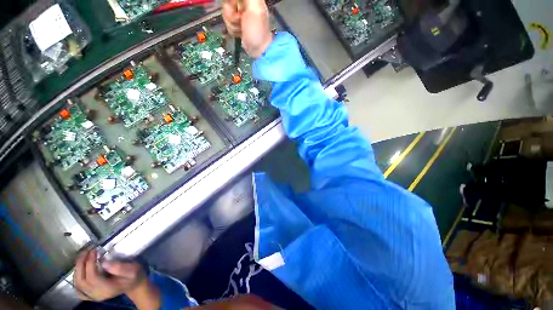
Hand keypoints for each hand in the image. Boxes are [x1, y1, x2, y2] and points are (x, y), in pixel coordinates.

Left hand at [74, 248, 146, 301]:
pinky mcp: (91, 296)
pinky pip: (78, 290)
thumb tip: (104, 263)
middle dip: (80, 264)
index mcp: (107, 289)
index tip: (94, 250)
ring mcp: (92, 296)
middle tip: (86, 251)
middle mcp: (96, 294)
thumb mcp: (133, 269)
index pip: (92, 277)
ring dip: (77, 269)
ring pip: (78, 284)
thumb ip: (120, 268)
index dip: (90, 263)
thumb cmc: (134, 275)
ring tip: (83, 256)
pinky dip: (76, 280)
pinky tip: (79, 273)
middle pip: (81, 281)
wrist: (134, 285)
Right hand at [222, 0, 272, 57]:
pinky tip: (240, 33)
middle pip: (226, 3)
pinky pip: (227, 21)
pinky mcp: (236, 23)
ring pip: (225, 12)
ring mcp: (239, 13)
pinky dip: (232, 29)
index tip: (235, 8)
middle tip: (241, 20)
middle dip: (231, 13)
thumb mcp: (255, 9)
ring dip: (232, 23)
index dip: (231, 3)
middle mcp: (243, 3)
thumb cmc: (257, 31)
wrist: (259, 50)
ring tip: (242, 28)